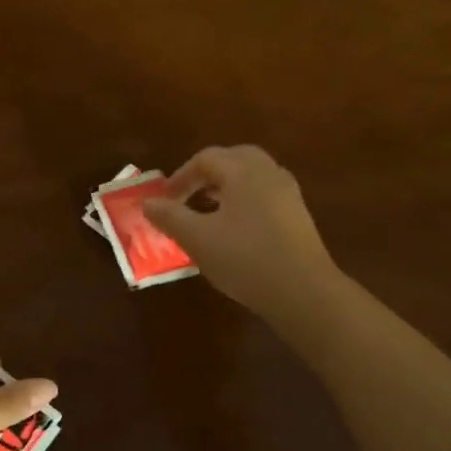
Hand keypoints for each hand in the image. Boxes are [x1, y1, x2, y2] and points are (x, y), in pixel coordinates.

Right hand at [142, 145, 337, 313]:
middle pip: (233, 159)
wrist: (302, 291)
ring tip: (206, 212)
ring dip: (225, 187)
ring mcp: (288, 194)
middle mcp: (268, 173)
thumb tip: (148, 203)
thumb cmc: (244, 258)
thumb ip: (169, 217)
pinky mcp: (297, 216)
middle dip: (206, 174)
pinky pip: (264, 194)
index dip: (180, 176)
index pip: (205, 158)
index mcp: (243, 171)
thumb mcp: (197, 238)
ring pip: (251, 176)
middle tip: (187, 196)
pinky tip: (233, 229)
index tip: (164, 200)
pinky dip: (243, 200)